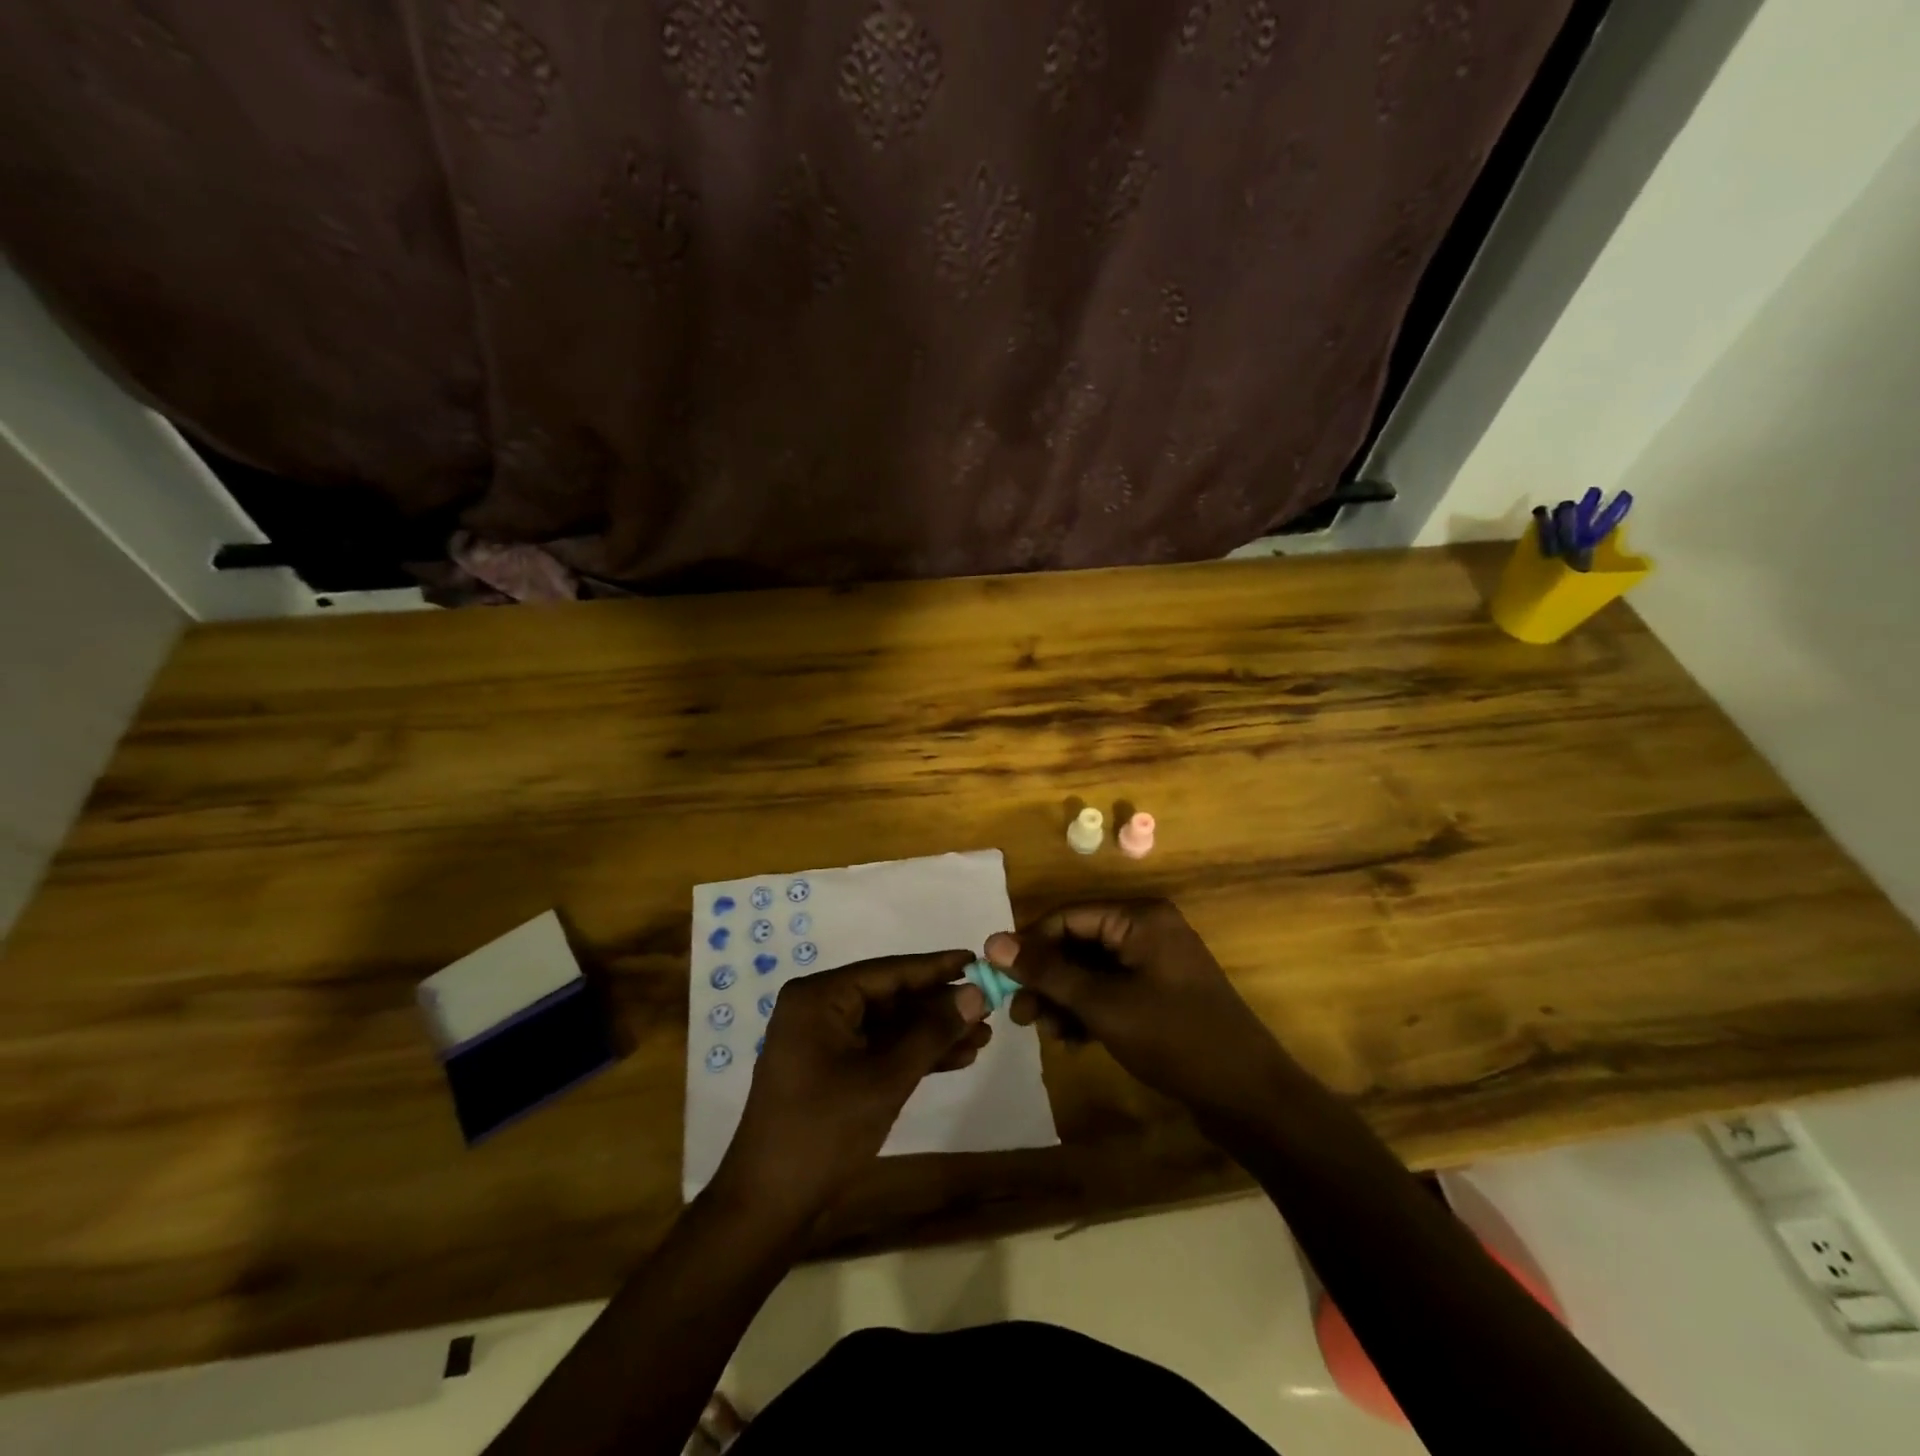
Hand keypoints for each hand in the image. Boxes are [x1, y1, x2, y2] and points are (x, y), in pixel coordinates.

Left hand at [714, 951, 991, 1219]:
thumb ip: (932, 1032)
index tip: (978, 958)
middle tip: (989, 1005)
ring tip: (983, 1036)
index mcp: (819, 997)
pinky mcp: (830, 1070)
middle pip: (891, 997)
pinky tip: (956, 1059)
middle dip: (939, 1007)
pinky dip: (913, 1055)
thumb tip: (975, 993)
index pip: (889, 971)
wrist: (769, 1206)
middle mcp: (818, 1008)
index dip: (937, 967)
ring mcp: (822, 1040)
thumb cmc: (824, 1131)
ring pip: (889, 1026)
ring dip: (932, 1033)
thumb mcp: (886, 1079)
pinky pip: (878, 1049)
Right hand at [985, 900, 1289, 1117]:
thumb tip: (993, 943)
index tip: (998, 977)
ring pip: (1091, 970)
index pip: (1068, 917)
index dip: (1030, 945)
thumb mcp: (1103, 1004)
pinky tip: (1070, 1040)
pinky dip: (1087, 1011)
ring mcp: (1154, 963)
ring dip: (1063, 998)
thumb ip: (1047, 972)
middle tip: (1019, 1014)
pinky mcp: (1158, 993)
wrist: (1249, 1097)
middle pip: (1078, 943)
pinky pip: (1110, 990)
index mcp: (1139, 918)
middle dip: (1046, 979)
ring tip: (1044, 1032)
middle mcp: (1146, 930)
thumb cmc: (1174, 1039)